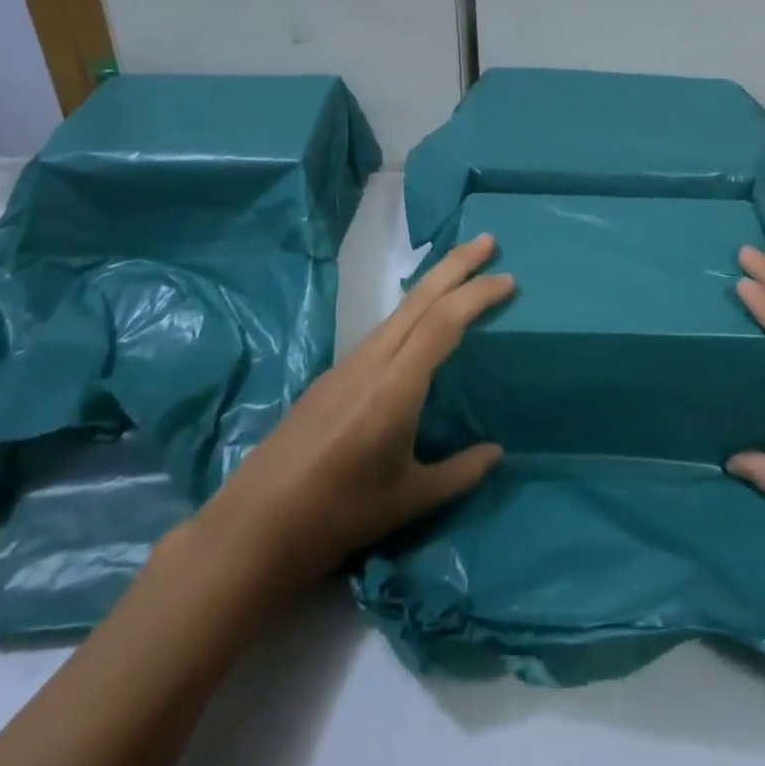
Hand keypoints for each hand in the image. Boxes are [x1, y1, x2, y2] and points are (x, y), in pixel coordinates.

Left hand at [191, 235, 511, 587]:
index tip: (508, 278)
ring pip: (399, 309)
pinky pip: (382, 329)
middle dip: (456, 264)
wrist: (256, 525)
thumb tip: (497, 453)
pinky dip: (412, 311)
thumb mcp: (409, 499)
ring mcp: (348, 364)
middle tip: (488, 240)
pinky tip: (420, 324)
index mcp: (396, 385)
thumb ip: (459, 473)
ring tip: (461, 273)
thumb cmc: (339, 513)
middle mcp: (372, 360)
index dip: (478, 295)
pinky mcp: (332, 375)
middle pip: (419, 298)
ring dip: (433, 284)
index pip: (444, 322)